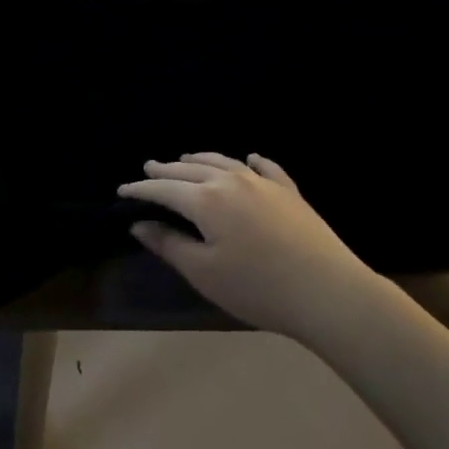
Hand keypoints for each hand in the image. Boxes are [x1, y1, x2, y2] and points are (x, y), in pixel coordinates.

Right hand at [118, 153, 373, 342]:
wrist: (326, 290)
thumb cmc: (256, 287)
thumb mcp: (203, 272)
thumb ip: (169, 245)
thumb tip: (140, 224)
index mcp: (207, 200)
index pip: (165, 189)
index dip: (142, 189)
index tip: (122, 190)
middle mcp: (233, 181)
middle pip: (192, 169)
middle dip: (167, 169)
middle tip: (148, 168)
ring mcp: (265, 184)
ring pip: (225, 162)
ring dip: (201, 159)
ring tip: (185, 158)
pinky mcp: (290, 193)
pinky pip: (266, 168)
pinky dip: (251, 161)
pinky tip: (249, 158)